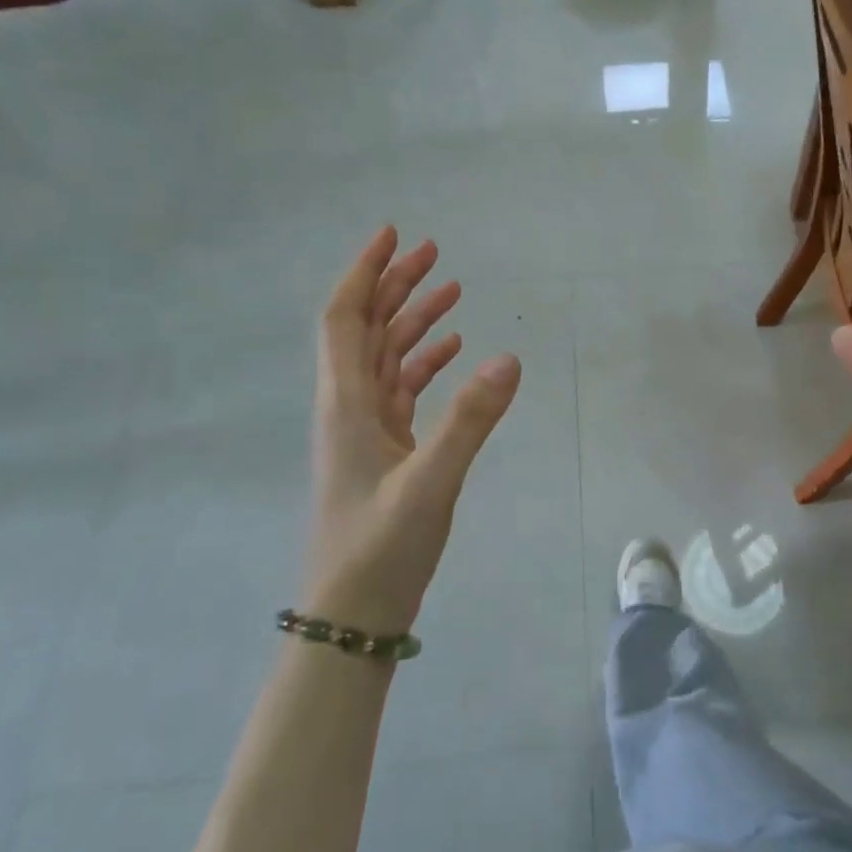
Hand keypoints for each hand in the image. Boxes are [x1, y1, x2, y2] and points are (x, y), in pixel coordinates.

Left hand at [309, 227, 520, 631]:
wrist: (354, 615)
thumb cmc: (381, 548)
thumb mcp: (431, 483)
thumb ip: (470, 421)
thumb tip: (508, 358)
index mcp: (347, 403)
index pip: (344, 319)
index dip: (364, 273)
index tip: (393, 236)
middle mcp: (350, 407)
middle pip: (365, 329)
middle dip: (394, 285)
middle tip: (433, 253)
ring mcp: (366, 430)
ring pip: (385, 357)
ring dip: (412, 321)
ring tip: (450, 290)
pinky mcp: (385, 450)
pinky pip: (402, 390)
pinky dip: (424, 363)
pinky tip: (452, 352)